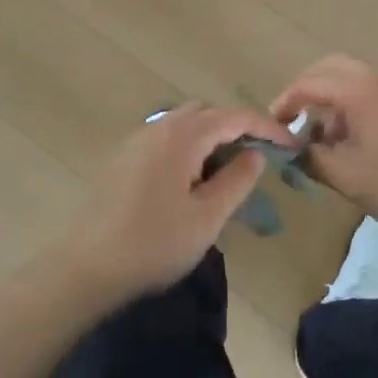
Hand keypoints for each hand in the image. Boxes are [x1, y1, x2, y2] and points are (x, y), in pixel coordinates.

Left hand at [60, 104, 292, 302]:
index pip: (235, 117)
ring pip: (185, 122)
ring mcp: (137, 139)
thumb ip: (237, 180)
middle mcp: (159, 127)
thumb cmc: (154, 243)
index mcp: (183, 136)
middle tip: (259, 156)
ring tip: (227, 170)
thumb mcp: (207, 218)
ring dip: (211, 136)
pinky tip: (192, 178)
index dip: (267, 126)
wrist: (87, 266)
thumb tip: (255, 154)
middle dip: (238, 126)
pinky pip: (166, 137)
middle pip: (208, 112)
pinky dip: (189, 145)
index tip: (291, 144)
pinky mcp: (124, 156)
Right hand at [272, 56, 377, 247]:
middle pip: (333, 67)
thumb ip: (311, 157)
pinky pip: (373, 94)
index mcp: (363, 92)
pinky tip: (353, 141)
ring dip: (332, 99)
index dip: (286, 101)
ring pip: (354, 80)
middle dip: (308, 89)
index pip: (312, 83)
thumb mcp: (347, 177)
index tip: (274, 125)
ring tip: (323, 137)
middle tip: (293, 118)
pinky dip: (353, 107)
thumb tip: (294, 147)